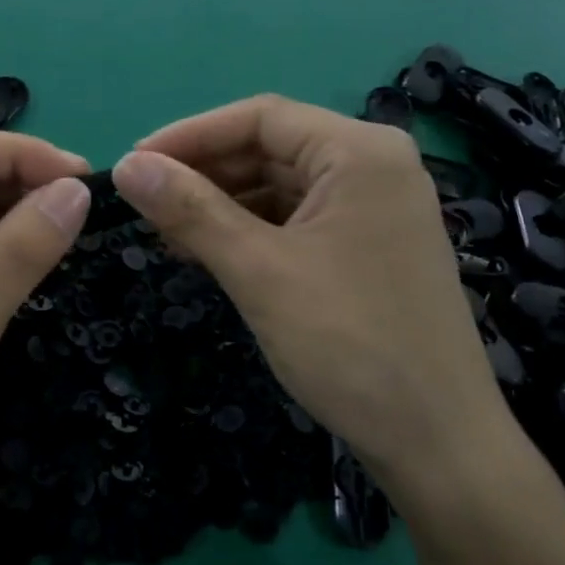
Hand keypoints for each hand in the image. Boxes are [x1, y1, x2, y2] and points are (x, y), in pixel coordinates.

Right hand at [111, 95, 506, 490]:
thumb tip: (124, 166)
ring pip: (279, 185)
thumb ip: (190, 210)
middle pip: (270, 148)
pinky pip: (295, 219)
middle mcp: (373, 165)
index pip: (260, 118)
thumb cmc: (350, 345)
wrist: (439, 446)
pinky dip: (249, 230)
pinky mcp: (367, 246)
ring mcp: (374, 207)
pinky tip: (207, 250)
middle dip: (203, 173)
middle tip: (142, 202)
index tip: (133, 163)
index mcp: (359, 151)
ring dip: (220, 203)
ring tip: (165, 231)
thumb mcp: (259, 270)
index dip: (190, 135)